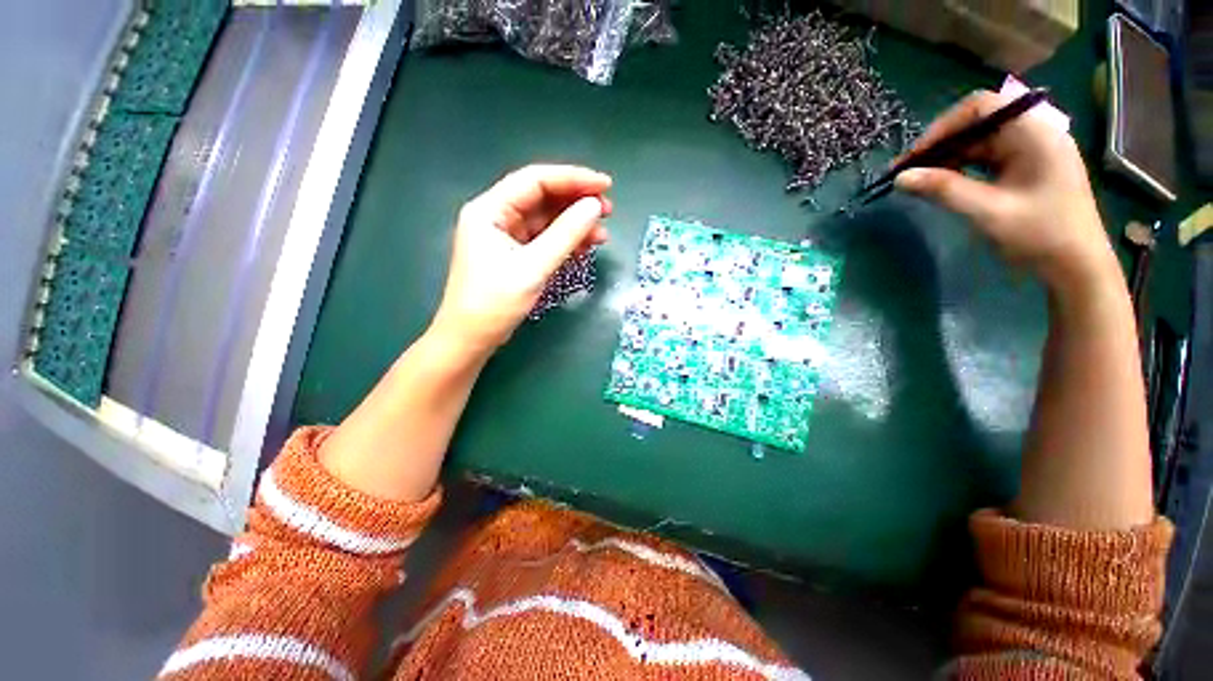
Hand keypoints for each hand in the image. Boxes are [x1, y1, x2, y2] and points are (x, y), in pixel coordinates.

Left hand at [428, 164, 612, 355]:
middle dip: (576, 202)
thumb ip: (565, 235)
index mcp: (490, 210)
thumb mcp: (533, 267)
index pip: (535, 181)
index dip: (572, 178)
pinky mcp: (515, 255)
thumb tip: (594, 207)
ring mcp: (506, 237)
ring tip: (602, 234)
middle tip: (608, 211)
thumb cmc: (495, 303)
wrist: (472, 339)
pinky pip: (544, 240)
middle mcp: (497, 217)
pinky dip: (565, 242)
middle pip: (542, 199)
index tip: (605, 185)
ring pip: (546, 221)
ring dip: (574, 225)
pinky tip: (585, 247)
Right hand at [895, 90, 1119, 297]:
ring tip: (921, 180)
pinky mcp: (1026, 166)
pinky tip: (945, 184)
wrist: (1077, 267)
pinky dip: (962, 168)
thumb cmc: (1041, 236)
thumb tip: (900, 178)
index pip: (981, 107)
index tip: (914, 156)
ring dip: (948, 158)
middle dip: (941, 145)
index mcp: (1035, 132)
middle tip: (909, 171)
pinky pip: (987, 157)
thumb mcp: (988, 212)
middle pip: (978, 123)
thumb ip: (944, 190)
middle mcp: (1034, 132)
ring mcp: (1031, 150)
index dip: (942, 127)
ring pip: (979, 141)